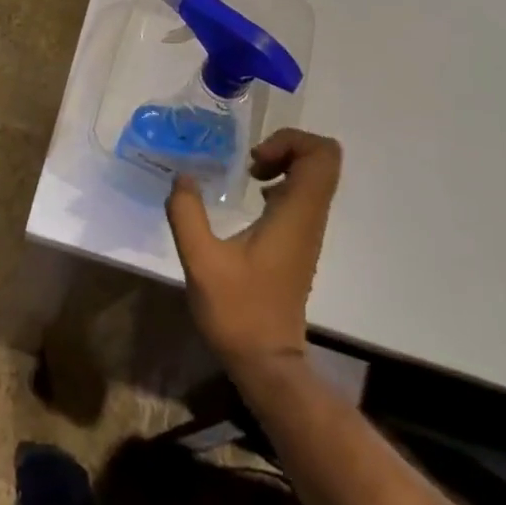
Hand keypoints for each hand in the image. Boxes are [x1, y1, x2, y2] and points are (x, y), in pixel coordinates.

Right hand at [165, 129, 341, 375]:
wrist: (267, 363)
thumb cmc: (238, 311)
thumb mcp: (201, 260)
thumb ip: (187, 213)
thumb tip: (182, 176)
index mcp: (296, 216)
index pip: (322, 156)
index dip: (290, 142)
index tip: (254, 161)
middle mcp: (309, 218)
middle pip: (322, 160)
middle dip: (286, 147)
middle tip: (250, 164)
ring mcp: (306, 231)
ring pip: (313, 177)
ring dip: (282, 164)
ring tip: (247, 176)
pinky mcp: (298, 243)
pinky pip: (301, 196)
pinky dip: (280, 183)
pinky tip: (251, 200)